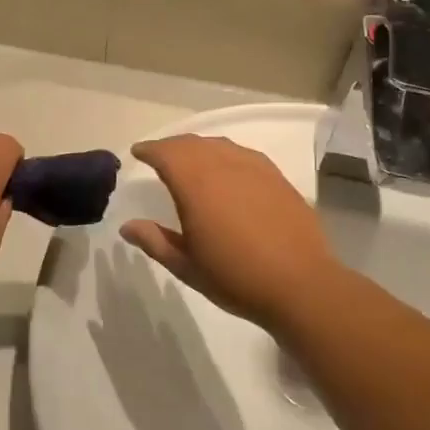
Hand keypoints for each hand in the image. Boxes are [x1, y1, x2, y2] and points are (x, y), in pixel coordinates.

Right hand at [121, 135, 342, 330]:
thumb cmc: (236, 277)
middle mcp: (223, 166)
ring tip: (191, 160)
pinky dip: (226, 154)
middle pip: (191, 144)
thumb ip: (155, 241)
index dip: (149, 150)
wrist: (301, 285)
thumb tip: (127, 226)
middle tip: (160, 156)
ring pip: (219, 145)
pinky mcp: (277, 177)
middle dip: (171, 146)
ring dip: (199, 148)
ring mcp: (254, 168)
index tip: (138, 152)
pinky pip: (243, 154)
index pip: (166, 153)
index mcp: (195, 184)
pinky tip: (228, 170)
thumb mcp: (186, 266)